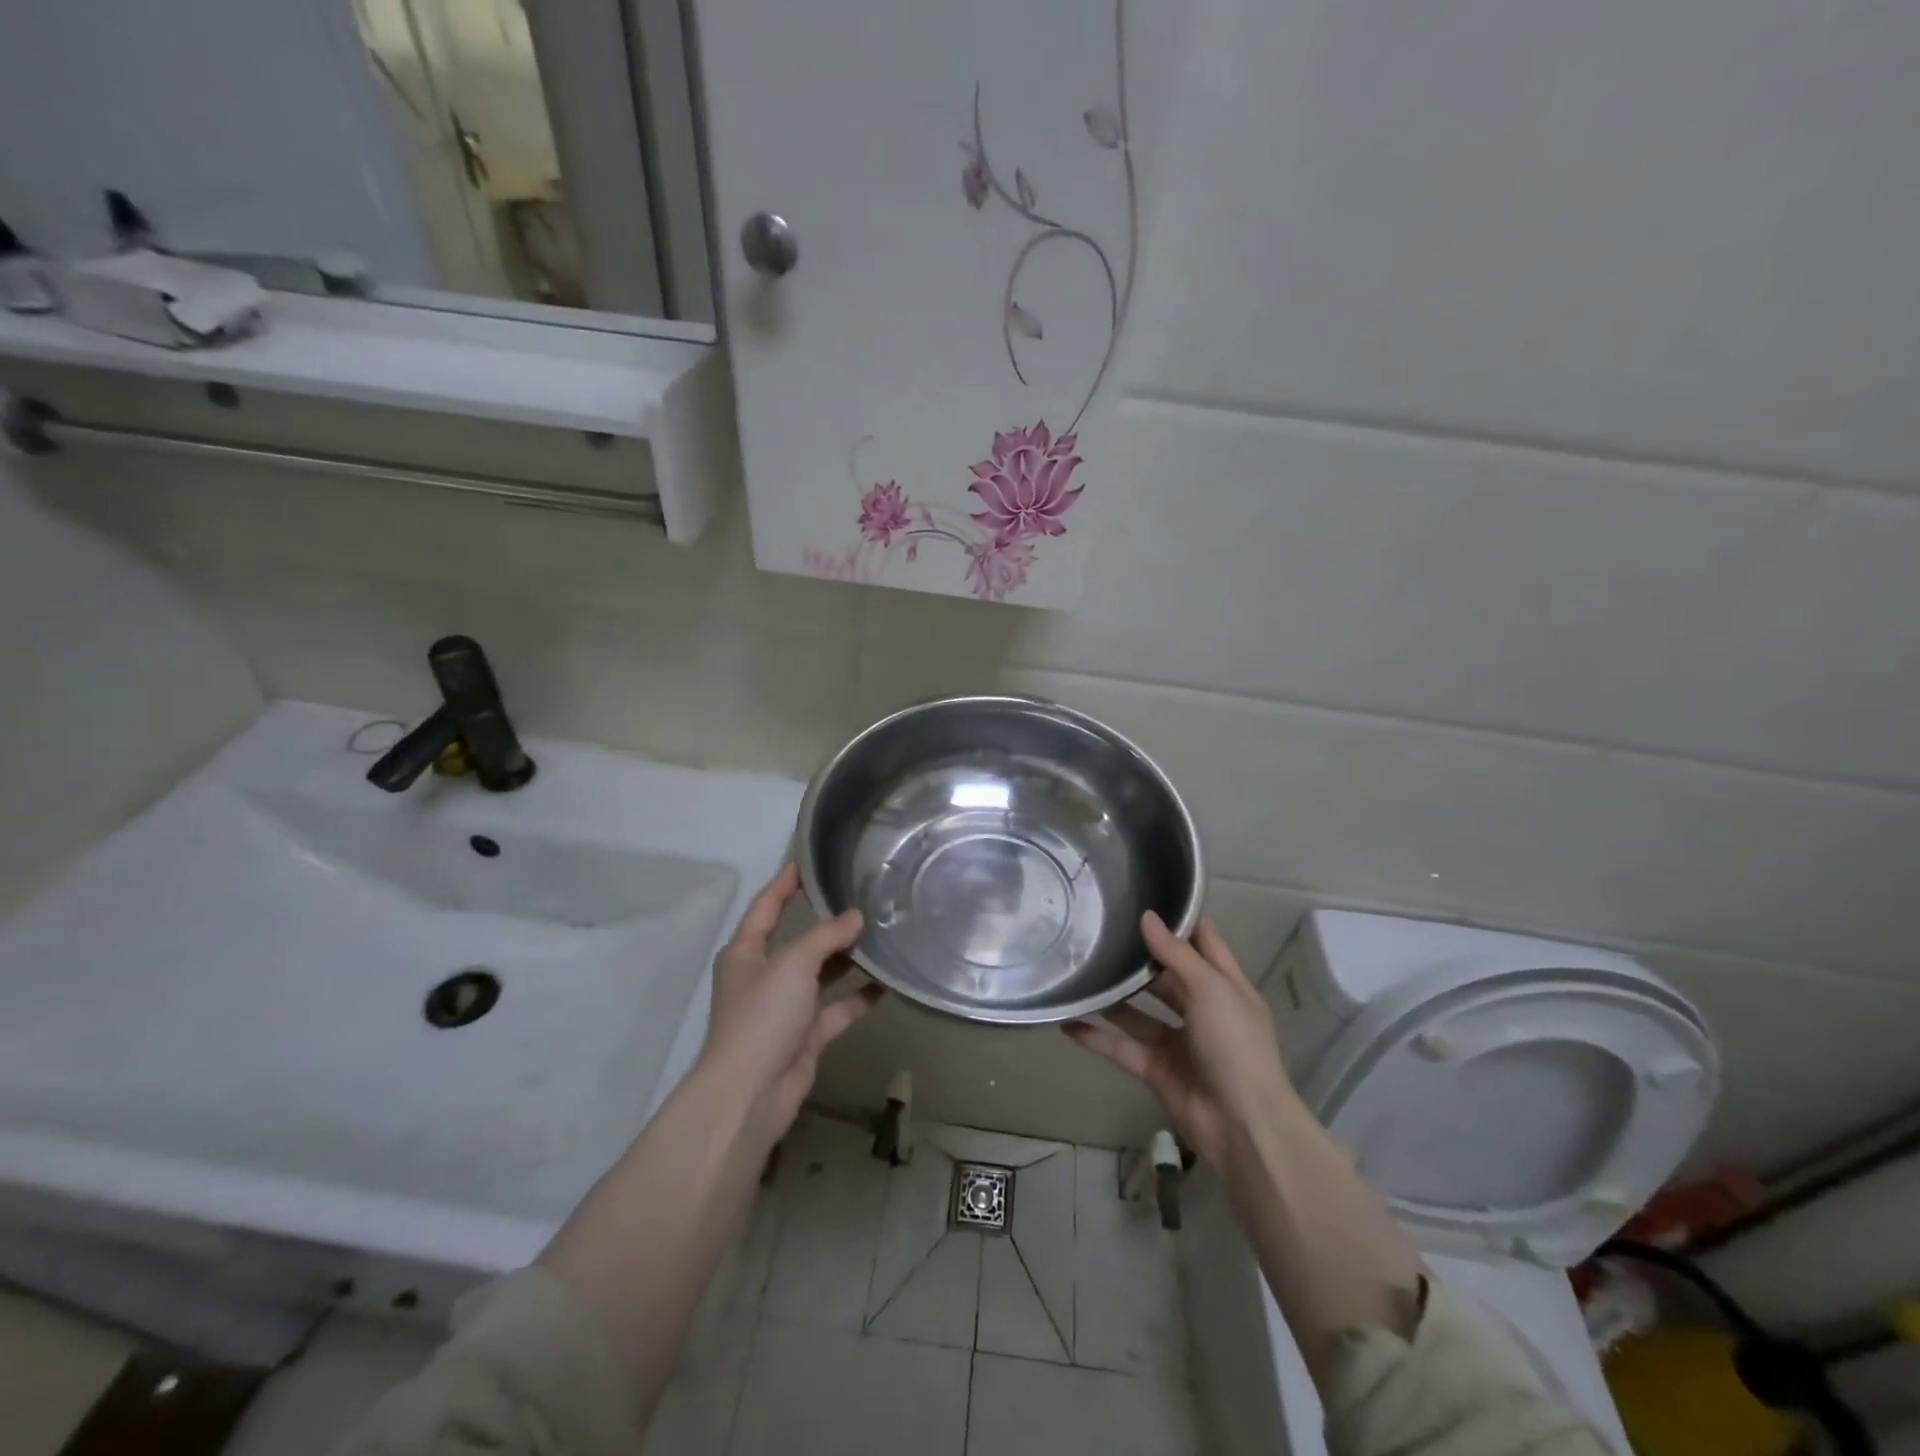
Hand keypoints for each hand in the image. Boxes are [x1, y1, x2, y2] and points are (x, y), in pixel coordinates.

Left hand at [702, 864, 881, 1142]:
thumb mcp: (793, 964)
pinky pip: (837, 1008)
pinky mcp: (806, 1035)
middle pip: (798, 940)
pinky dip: (858, 997)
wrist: (751, 1094)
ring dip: (846, 958)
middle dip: (827, 922)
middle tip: (862, 898)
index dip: (786, 883)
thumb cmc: (763, 1016)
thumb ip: (826, 936)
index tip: (809, 861)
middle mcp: (764, 975)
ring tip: (880, 935)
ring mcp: (786, 1007)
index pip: (767, 906)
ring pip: (821, 973)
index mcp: (746, 952)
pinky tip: (886, 982)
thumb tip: (855, 916)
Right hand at [1065, 912, 1303, 1169]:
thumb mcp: (1211, 989)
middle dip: (1138, 957)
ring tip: (1079, 971)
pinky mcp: (1156, 1069)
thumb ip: (1177, 954)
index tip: (1145, 896)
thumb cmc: (1235, 1045)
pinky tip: (1067, 1022)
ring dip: (1113, 997)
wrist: (1242, 1126)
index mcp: (1225, 986)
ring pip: (1138, 1012)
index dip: (1179, 920)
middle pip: (1165, 976)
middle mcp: (1202, 1010)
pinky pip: (1121, 1047)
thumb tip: (1147, 917)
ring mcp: (1178, 1042)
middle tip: (1099, 931)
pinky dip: (1096, 1037)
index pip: (1203, 942)